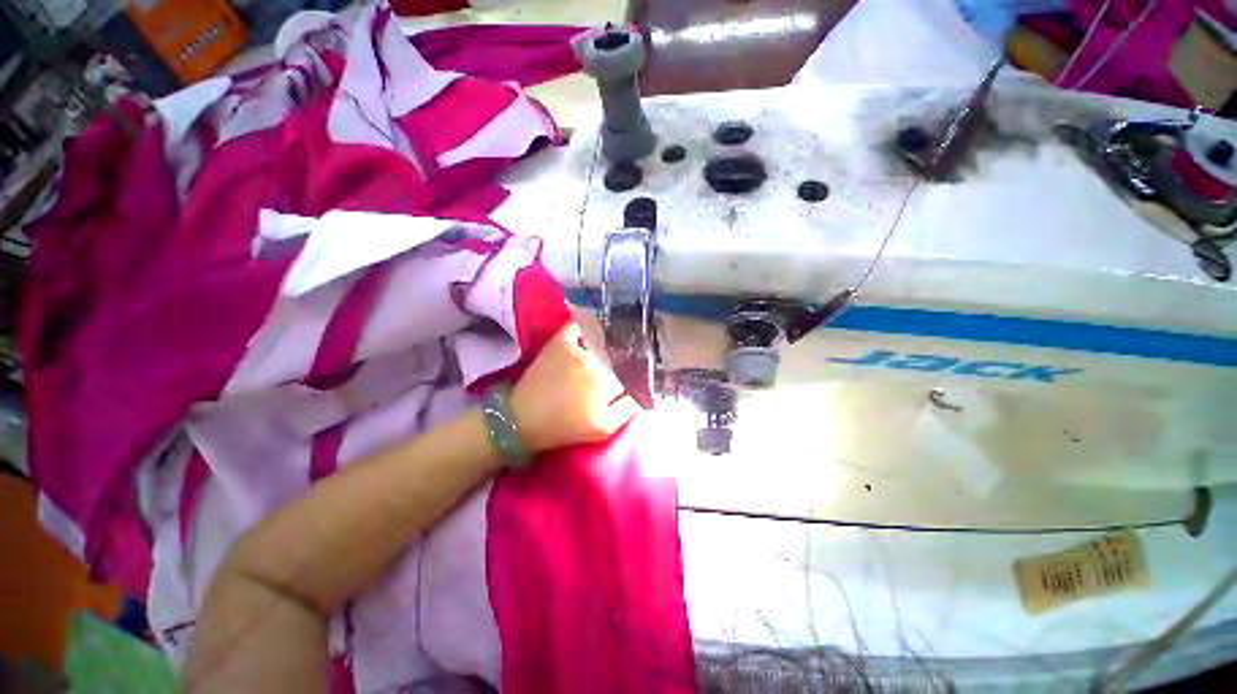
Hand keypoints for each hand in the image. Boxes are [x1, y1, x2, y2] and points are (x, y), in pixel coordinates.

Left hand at [511, 323, 640, 452]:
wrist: (522, 420)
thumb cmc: (564, 428)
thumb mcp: (602, 429)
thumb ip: (626, 411)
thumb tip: (639, 393)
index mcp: (608, 383)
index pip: (631, 373)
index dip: (631, 377)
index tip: (629, 381)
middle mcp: (596, 361)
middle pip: (618, 356)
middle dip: (620, 361)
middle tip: (616, 368)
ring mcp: (577, 349)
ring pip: (603, 340)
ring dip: (608, 343)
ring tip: (609, 347)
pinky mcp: (559, 342)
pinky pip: (577, 325)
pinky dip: (585, 322)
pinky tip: (591, 324)